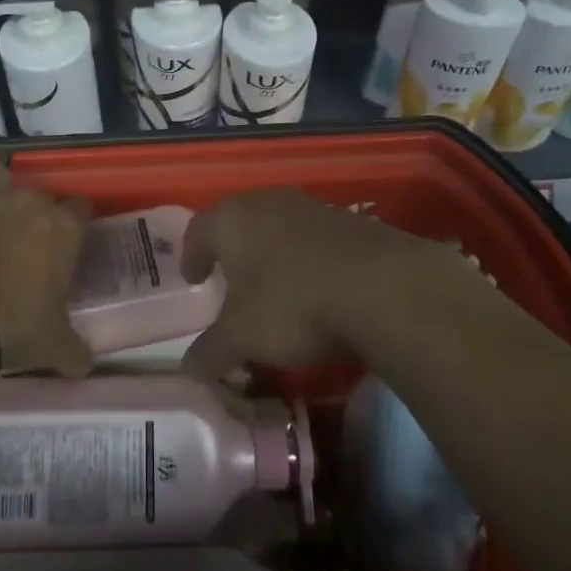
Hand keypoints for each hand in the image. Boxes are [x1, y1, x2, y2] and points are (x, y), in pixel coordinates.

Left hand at [0, 164, 92, 377]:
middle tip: (27, 243)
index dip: (74, 222)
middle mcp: (36, 202)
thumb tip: (85, 363)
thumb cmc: (15, 324)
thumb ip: (75, 350)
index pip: (81, 208)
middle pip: (43, 197)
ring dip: (5, 195)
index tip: (65, 242)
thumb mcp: (54, 346)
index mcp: (66, 228)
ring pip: (8, 180)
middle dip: (38, 215)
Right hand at [179, 189, 451, 378]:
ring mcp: (308, 206)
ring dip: (270, 252)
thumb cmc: (291, 304)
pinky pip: (310, 237)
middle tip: (229, 281)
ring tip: (273, 286)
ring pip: (276, 226)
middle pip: (237, 222)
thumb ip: (211, 351)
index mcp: (231, 219)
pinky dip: (303, 258)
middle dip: (231, 252)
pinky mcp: (346, 219)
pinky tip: (314, 286)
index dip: (191, 256)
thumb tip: (190, 368)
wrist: (380, 286)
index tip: (194, 278)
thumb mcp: (242, 338)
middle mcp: (265, 201)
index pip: (197, 230)